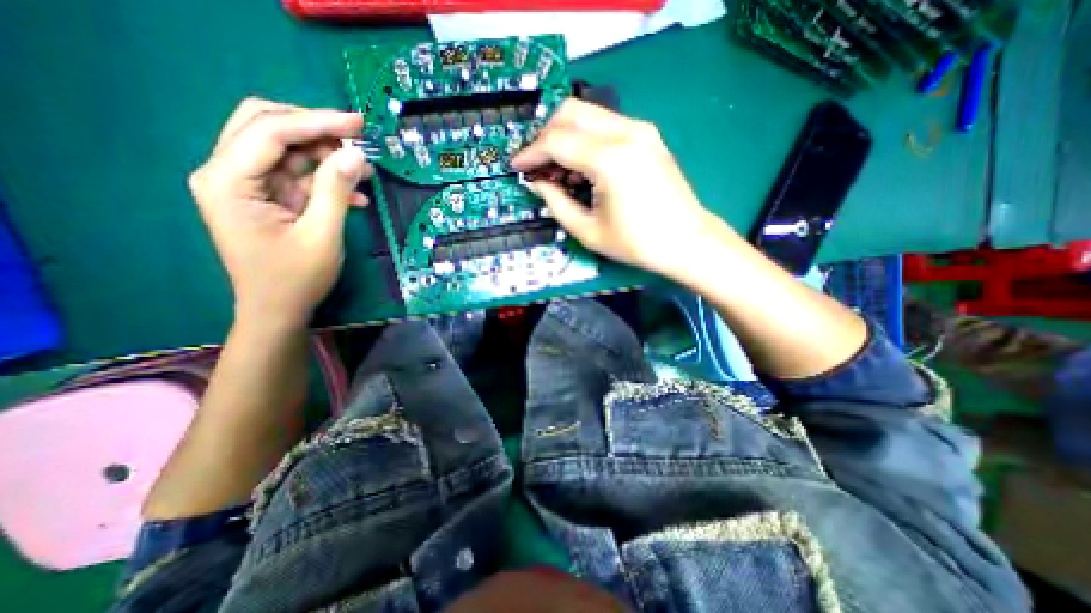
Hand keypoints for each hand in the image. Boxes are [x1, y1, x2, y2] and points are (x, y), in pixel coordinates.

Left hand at [189, 99, 374, 328]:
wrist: (277, 310)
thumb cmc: (295, 279)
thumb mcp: (321, 235)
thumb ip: (335, 190)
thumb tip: (356, 154)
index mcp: (228, 181)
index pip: (269, 131)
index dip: (316, 121)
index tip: (358, 122)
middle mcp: (227, 173)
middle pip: (266, 127)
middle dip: (315, 129)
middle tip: (357, 137)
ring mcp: (246, 185)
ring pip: (284, 149)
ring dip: (325, 155)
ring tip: (363, 169)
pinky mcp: (266, 197)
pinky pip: (296, 175)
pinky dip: (325, 180)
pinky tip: (354, 195)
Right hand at [510, 98, 721, 279]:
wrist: (687, 241)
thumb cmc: (637, 244)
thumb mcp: (588, 231)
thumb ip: (556, 202)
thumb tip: (536, 183)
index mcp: (609, 159)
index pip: (557, 141)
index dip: (531, 153)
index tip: (517, 167)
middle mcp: (626, 133)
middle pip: (570, 112)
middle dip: (545, 135)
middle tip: (537, 165)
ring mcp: (640, 130)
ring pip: (587, 114)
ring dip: (565, 135)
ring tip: (558, 170)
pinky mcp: (647, 136)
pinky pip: (605, 125)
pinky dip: (585, 138)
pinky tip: (582, 166)